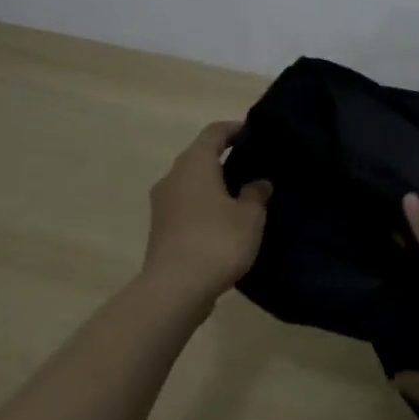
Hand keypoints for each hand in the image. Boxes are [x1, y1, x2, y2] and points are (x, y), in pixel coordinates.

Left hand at [141, 120, 271, 304]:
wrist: (175, 290)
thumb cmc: (217, 241)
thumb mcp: (250, 216)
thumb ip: (256, 193)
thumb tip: (258, 182)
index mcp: (195, 164)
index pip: (214, 132)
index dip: (235, 129)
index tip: (254, 134)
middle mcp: (173, 177)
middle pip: (200, 156)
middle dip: (225, 158)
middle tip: (254, 166)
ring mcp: (162, 204)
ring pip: (192, 182)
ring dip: (214, 184)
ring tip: (243, 195)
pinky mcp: (160, 228)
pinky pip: (186, 205)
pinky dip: (205, 205)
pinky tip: (226, 221)